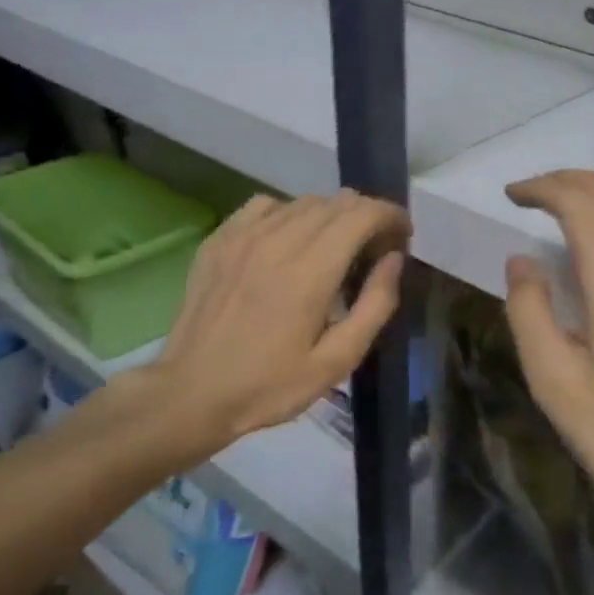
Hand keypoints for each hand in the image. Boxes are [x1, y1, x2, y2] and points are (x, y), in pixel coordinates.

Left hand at [133, 190, 408, 468]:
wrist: (191, 394)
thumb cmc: (270, 385)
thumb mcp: (337, 361)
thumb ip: (375, 305)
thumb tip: (394, 259)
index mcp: (311, 271)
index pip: (363, 214)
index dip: (391, 216)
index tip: (402, 237)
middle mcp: (278, 240)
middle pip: (337, 202)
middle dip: (367, 217)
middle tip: (374, 250)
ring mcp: (244, 236)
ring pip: (304, 201)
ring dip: (331, 216)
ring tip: (335, 247)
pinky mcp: (220, 239)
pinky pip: (266, 205)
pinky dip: (289, 214)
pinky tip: (289, 242)